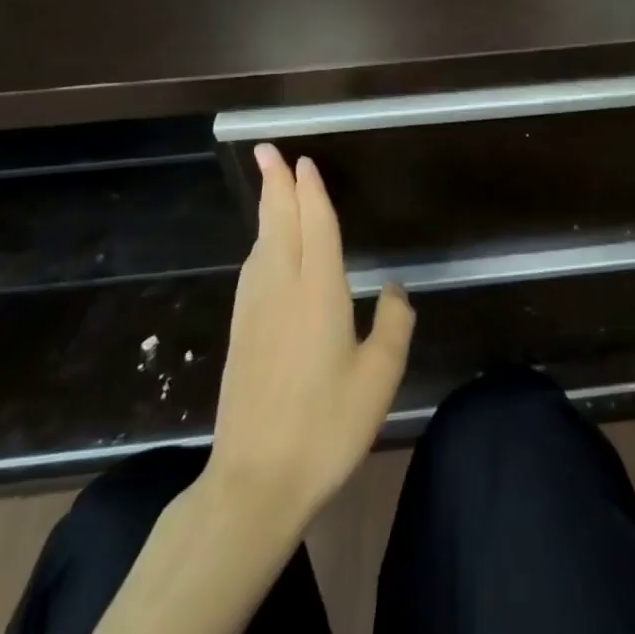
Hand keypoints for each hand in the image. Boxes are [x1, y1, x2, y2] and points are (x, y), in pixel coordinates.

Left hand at [199, 144, 414, 532]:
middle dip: (275, 185)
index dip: (310, 192)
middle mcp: (282, 290)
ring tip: (269, 187)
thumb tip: (395, 288)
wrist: (254, 483)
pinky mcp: (240, 334)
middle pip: (279, 225)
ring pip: (261, 246)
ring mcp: (255, 312)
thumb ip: (393, 324)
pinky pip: (252, 270)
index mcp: (319, 293)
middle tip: (266, 150)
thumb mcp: (379, 377)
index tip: (303, 162)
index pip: (316, 227)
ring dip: (266, 212)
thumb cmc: (325, 427)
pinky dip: (259, 245)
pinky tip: (261, 249)